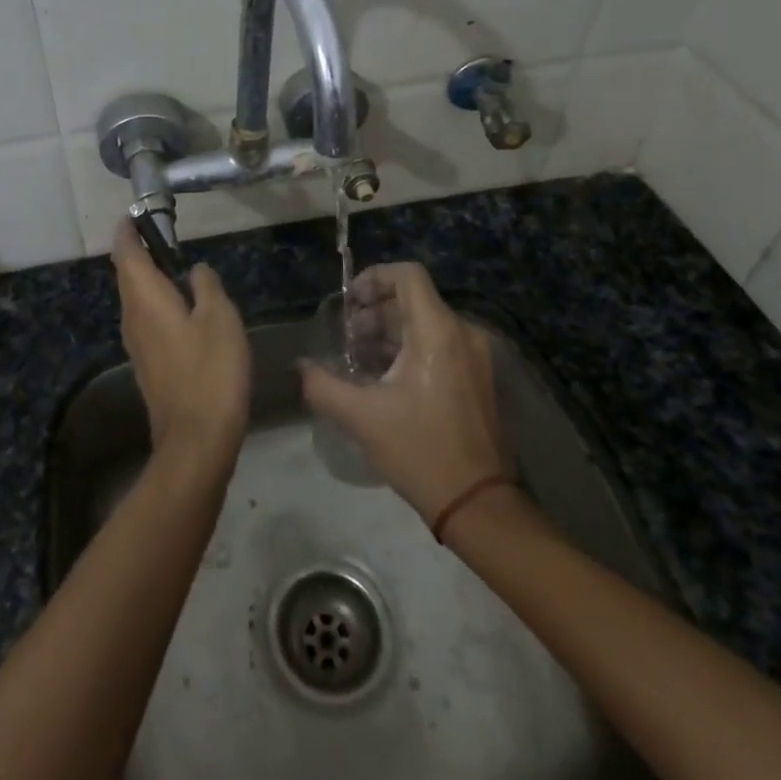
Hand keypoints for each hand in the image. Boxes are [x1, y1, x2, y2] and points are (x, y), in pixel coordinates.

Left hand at [111, 220, 250, 470]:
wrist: (197, 440)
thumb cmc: (210, 370)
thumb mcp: (219, 318)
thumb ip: (206, 286)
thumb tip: (196, 270)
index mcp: (145, 298)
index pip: (126, 252)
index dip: (128, 230)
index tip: (138, 213)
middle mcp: (132, 316)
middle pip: (127, 274)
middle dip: (139, 250)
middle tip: (163, 233)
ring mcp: (136, 343)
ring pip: (136, 298)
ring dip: (149, 277)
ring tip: (174, 263)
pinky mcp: (148, 363)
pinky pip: (146, 318)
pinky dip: (157, 301)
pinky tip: (182, 306)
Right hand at [300, 263, 510, 521]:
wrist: (478, 504)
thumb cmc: (420, 451)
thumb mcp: (362, 417)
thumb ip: (322, 385)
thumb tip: (300, 366)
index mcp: (438, 332)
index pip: (407, 275)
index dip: (374, 277)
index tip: (349, 301)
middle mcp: (463, 334)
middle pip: (415, 299)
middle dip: (375, 310)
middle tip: (346, 336)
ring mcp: (477, 357)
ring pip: (428, 323)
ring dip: (391, 331)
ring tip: (360, 358)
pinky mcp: (480, 379)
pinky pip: (442, 345)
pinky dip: (411, 348)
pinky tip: (387, 378)